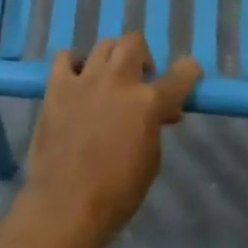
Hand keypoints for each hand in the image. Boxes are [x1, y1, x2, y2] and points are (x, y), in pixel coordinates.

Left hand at [22, 33, 200, 247]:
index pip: (179, 77)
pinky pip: (65, 58)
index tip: (190, 69)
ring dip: (113, 58)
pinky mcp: (57, 87)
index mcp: (147, 102)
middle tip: (141, 79)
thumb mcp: (150, 160)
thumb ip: (155, 127)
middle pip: (134, 43)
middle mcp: (118, 81)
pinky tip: (78, 79)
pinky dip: (75, 63)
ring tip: (110, 79)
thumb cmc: (117, 192)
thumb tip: (160, 113)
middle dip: (143, 56)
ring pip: (103, 45)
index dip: (188, 71)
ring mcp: (85, 80)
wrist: (66, 204)